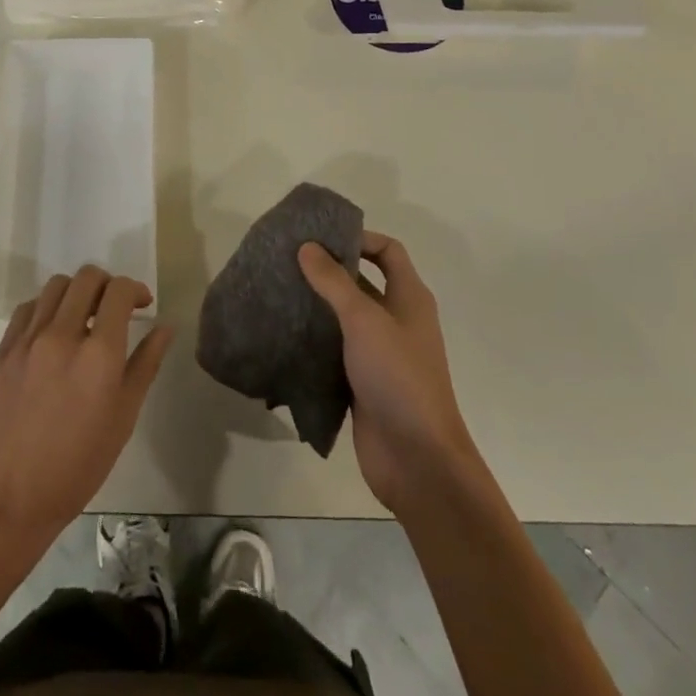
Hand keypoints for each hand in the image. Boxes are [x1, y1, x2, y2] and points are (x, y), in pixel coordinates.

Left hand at [0, 266, 172, 557]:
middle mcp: (62, 336)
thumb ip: (145, 364)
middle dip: (108, 285)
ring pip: (56, 286)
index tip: (142, 305)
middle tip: (114, 308)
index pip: (120, 291)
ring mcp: (28, 341)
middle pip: (87, 277)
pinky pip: (28, 308)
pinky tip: (51, 331)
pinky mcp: (3, 351)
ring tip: (82, 317)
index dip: (136, 289)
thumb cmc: (76, 467)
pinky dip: (46, 308)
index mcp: (99, 354)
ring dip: (76, 292)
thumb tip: (165, 327)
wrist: (7, 501)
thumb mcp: (123, 419)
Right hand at [299, 232, 484, 515]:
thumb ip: (334, 282)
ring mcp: (380, 353)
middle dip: (329, 271)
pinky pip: (336, 351)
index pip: (388, 251)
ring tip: (279, 292)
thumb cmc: (398, 376)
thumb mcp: (364, 320)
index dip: (359, 238)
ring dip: (318, 306)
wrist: (417, 458)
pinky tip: (284, 335)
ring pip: (346, 318)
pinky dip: (315, 341)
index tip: (320, 237)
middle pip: (364, 282)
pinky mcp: (363, 382)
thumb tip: (307, 246)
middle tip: (288, 261)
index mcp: (409, 298)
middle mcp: (398, 320)